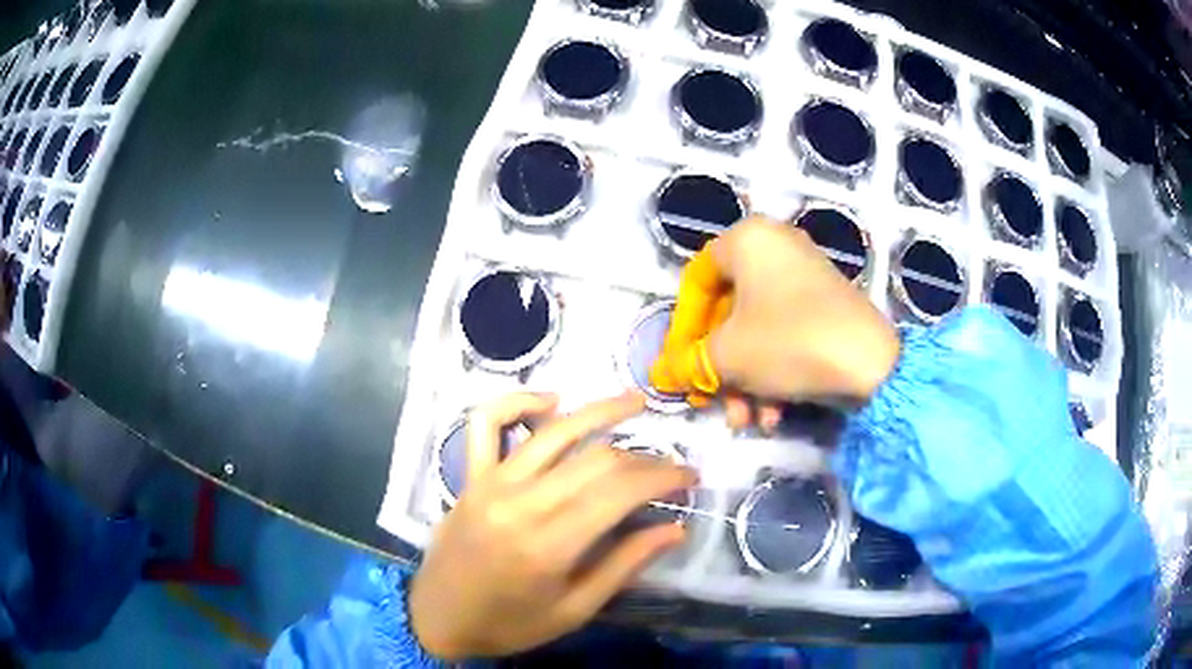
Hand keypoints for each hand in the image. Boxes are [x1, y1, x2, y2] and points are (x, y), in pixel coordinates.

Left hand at [409, 392, 696, 659]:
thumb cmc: (510, 624)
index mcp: (549, 544)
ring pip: (552, 431)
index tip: (690, 476)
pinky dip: (517, 403)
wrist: (437, 619)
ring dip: (597, 410)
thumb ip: (624, 566)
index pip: (620, 492)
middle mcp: (520, 503)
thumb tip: (675, 528)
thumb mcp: (574, 610)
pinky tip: (549, 402)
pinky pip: (486, 424)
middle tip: (670, 464)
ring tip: (635, 401)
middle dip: (642, 456)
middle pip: (595, 460)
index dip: (662, 477)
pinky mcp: (470, 476)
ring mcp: (490, 483)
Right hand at [649, 216, 899, 429]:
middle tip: (710, 400)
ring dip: (745, 379)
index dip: (681, 329)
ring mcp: (805, 276)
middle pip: (728, 312)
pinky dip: (774, 373)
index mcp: (748, 240)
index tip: (680, 365)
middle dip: (717, 366)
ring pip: (757, 330)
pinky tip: (774, 414)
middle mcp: (776, 248)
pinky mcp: (827, 306)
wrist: (871, 364)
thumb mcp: (726, 356)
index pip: (696, 282)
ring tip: (746, 421)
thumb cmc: (787, 342)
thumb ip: (686, 363)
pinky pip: (786, 334)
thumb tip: (662, 375)